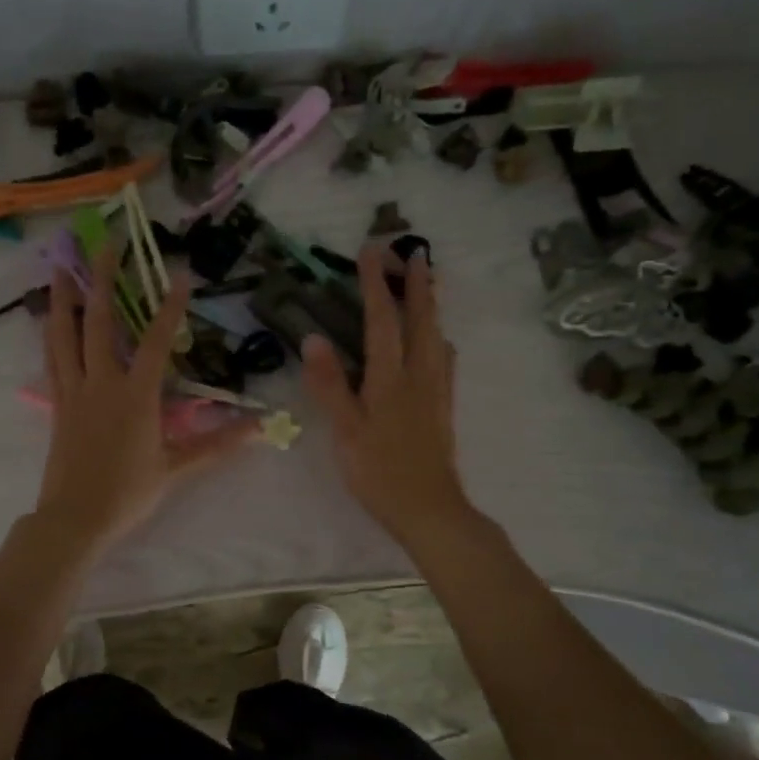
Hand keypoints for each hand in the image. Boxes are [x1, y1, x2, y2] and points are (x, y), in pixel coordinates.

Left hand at [34, 243, 257, 556]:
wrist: (75, 519)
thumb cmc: (128, 493)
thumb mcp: (177, 469)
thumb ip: (217, 444)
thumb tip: (260, 428)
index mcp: (135, 397)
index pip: (157, 342)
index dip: (170, 307)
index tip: (179, 275)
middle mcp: (102, 384)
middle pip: (101, 323)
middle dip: (104, 280)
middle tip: (105, 244)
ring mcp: (74, 391)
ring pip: (65, 335)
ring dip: (64, 298)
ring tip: (60, 265)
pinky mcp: (57, 404)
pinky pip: (52, 359)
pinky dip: (51, 333)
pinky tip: (50, 318)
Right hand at [302, 245, 470, 542]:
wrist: (429, 509)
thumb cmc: (379, 472)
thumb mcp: (346, 431)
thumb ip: (331, 385)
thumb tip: (313, 338)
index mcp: (390, 378)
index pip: (382, 319)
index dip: (376, 283)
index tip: (372, 250)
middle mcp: (419, 375)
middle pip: (421, 319)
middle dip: (418, 283)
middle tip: (415, 253)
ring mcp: (437, 390)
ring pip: (437, 336)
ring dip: (432, 305)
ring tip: (429, 285)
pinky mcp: (444, 406)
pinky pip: (445, 359)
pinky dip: (438, 337)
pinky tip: (436, 343)